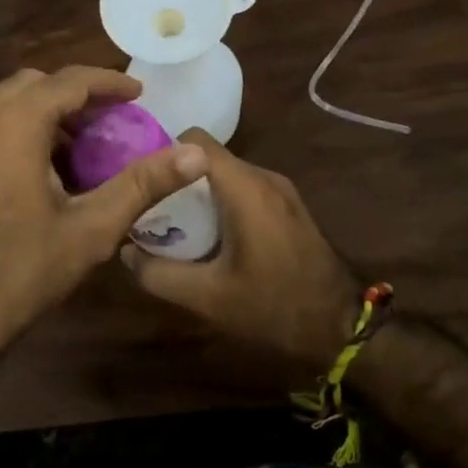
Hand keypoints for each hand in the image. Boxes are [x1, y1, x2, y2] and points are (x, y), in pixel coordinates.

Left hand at [0, 66, 205, 467]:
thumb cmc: (19, 271)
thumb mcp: (90, 229)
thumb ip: (143, 185)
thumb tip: (195, 155)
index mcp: (14, 124)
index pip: (69, 80)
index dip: (109, 83)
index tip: (139, 94)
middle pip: (35, 85)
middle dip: (76, 95)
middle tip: (110, 123)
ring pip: (7, 105)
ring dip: (46, 114)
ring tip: (80, 150)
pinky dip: (19, 131)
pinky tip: (40, 174)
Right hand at [121, 130, 358, 373]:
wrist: (342, 328)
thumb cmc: (274, 306)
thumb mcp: (208, 297)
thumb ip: (159, 273)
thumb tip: (125, 251)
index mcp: (245, 187)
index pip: (194, 140)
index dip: (162, 153)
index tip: (140, 180)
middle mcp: (264, 177)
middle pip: (208, 157)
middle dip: (176, 178)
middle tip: (150, 207)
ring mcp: (281, 190)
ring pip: (227, 174)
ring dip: (199, 192)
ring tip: (174, 223)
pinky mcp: (289, 207)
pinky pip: (245, 189)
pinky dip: (222, 202)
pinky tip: (210, 236)